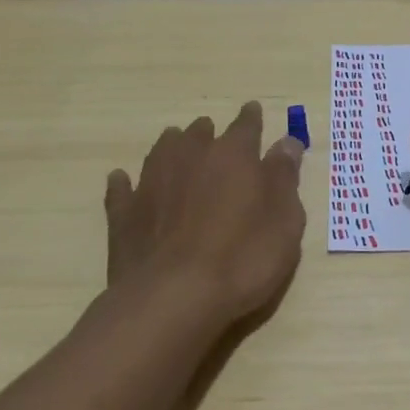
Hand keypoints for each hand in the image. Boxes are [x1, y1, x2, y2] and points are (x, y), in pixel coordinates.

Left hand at [104, 102, 306, 329]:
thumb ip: (284, 177)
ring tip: (178, 147)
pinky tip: (124, 181)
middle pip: (201, 133)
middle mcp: (190, 157)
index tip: (255, 111)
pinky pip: (122, 188)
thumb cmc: (243, 258)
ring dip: (173, 147)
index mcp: (234, 155)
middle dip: (212, 134)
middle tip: (218, 140)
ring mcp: (152, 183)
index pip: (247, 126)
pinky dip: (126, 183)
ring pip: (162, 150)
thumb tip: (287, 142)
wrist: (173, 298)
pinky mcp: (125, 214)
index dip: (253, 118)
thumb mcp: (285, 220)